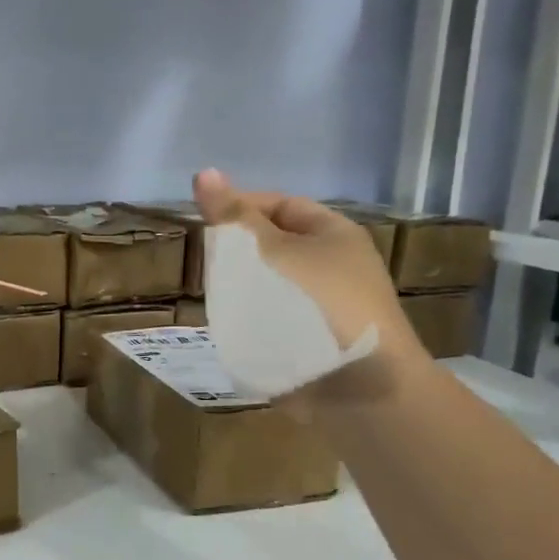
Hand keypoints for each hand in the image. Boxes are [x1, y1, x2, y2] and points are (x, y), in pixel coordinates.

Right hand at [193, 169, 427, 399]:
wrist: (354, 388)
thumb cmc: (308, 305)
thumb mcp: (264, 252)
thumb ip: (232, 216)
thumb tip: (204, 171)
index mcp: (333, 233)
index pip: (279, 204)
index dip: (241, 207)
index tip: (204, 224)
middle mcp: (336, 265)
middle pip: (275, 245)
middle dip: (239, 252)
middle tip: (207, 265)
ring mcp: (328, 307)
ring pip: (272, 285)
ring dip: (244, 289)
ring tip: (216, 299)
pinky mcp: (317, 342)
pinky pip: (278, 319)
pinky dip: (255, 320)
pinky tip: (235, 328)